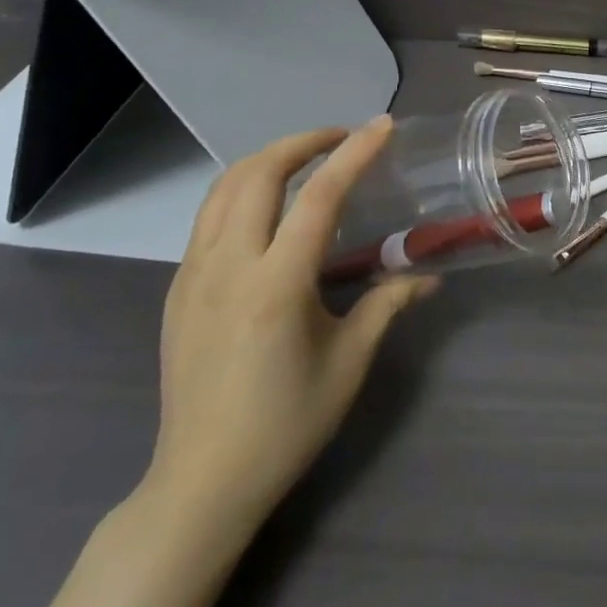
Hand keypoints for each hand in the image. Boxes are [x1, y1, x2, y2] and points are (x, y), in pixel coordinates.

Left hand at [138, 116, 436, 551]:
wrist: (202, 480)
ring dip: (267, 160)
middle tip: (341, 138)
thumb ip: (387, 305)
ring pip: (224, 187)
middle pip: (258, 173)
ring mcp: (193, 274)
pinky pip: (208, 216)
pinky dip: (242, 189)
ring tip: (305, 160)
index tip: (382, 126)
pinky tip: (269, 208)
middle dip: (302, 141)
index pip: (319, 197)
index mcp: (276, 285)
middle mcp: (228, 266)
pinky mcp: (177, 288)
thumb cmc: (286, 425)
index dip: (354, 154)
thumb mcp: (348, 363)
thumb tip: (429, 276)